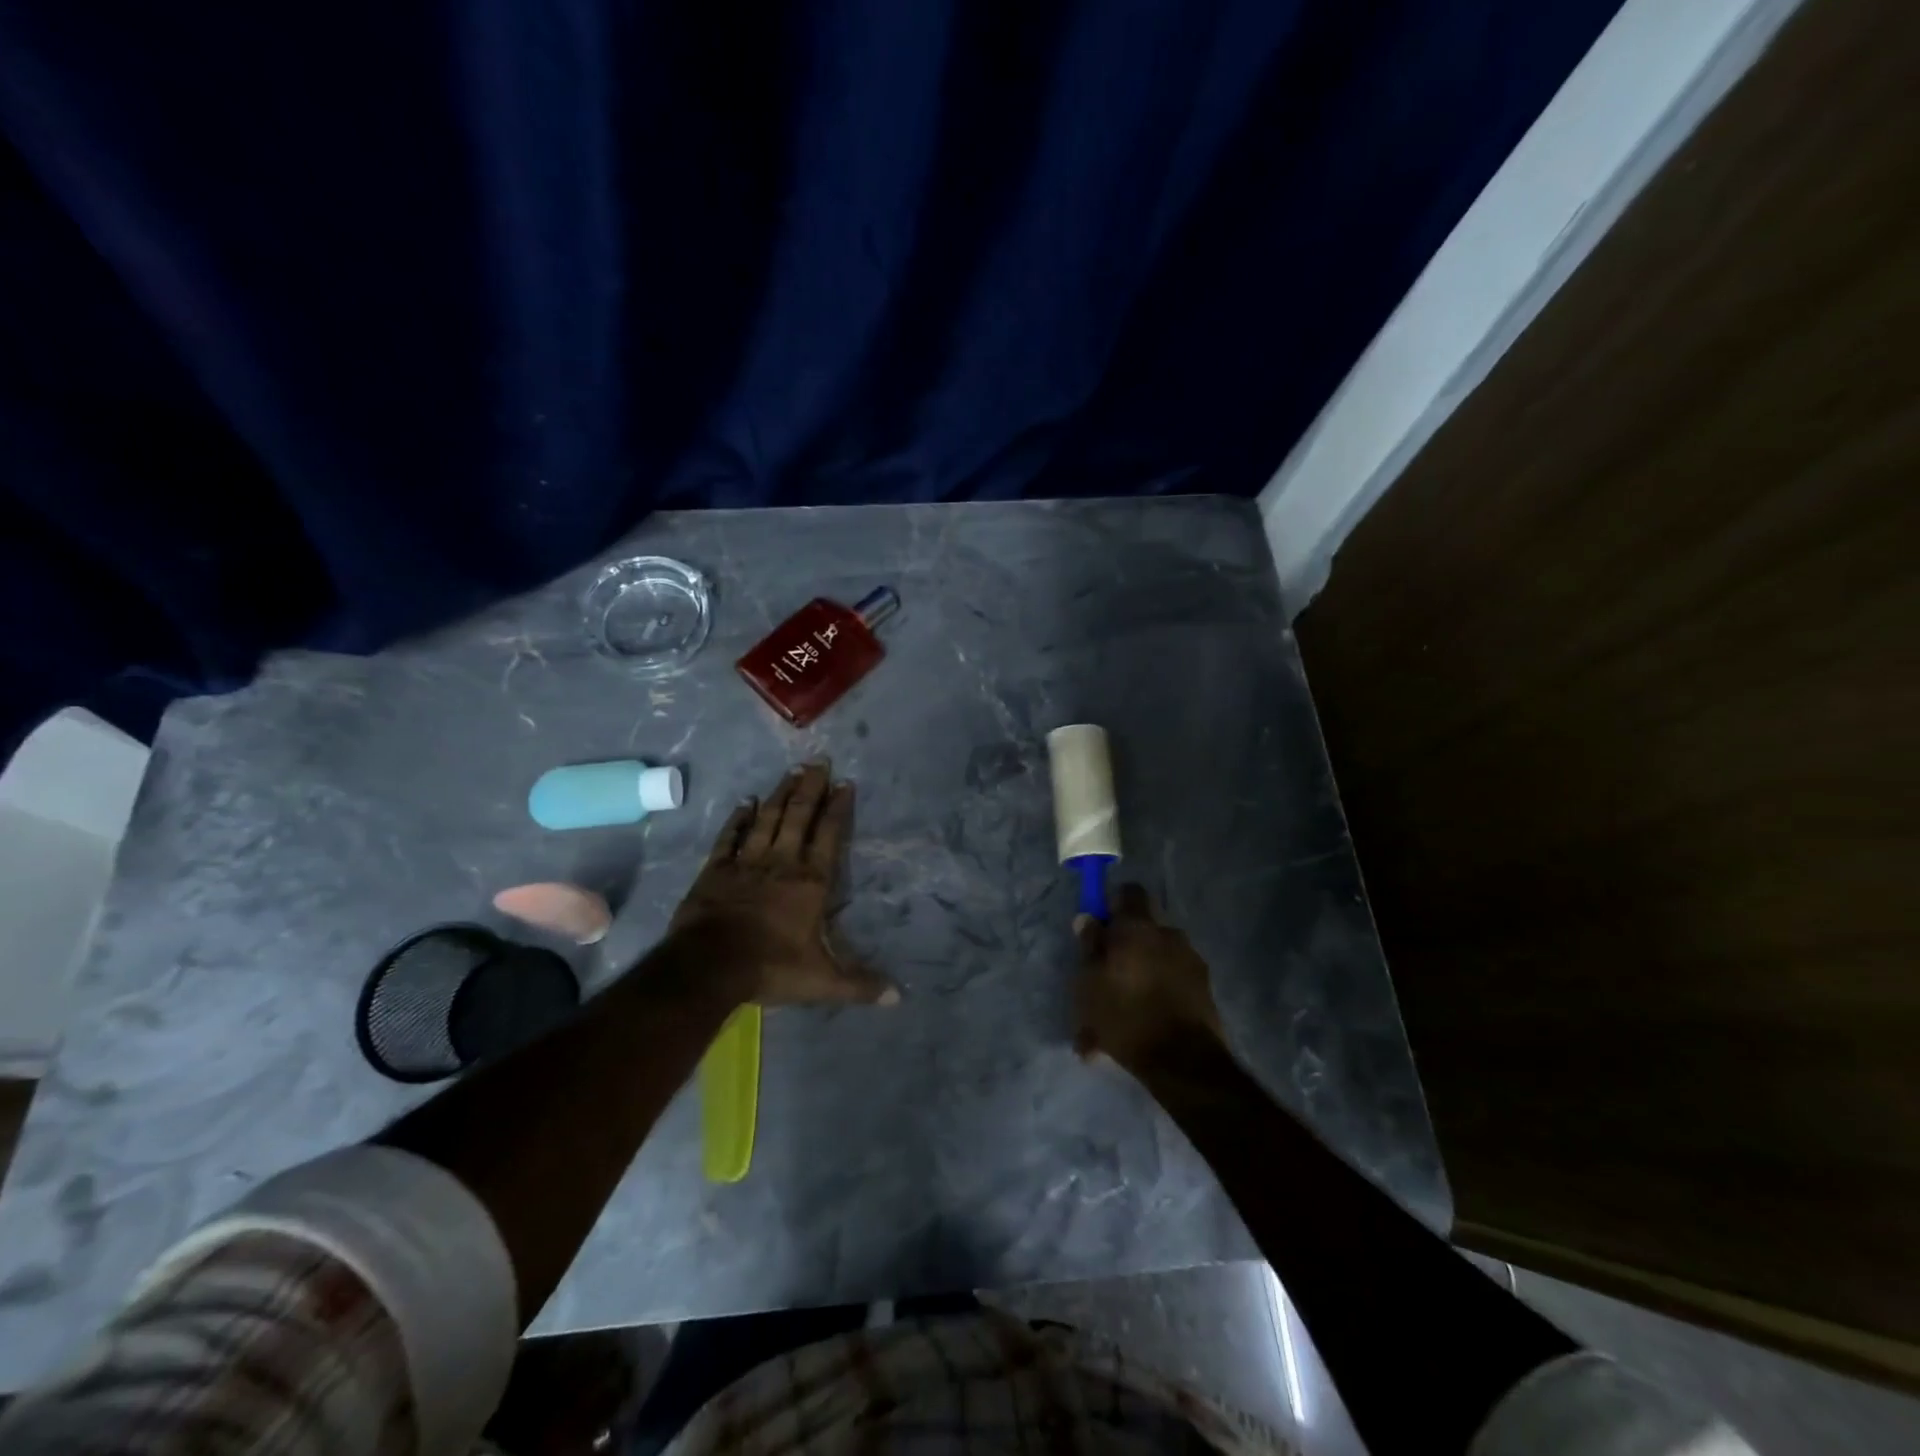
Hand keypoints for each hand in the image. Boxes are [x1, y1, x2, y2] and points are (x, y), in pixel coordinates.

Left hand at [669, 762, 898, 1007]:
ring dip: (780, 794)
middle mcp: (782, 862)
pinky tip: (746, 801)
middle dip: (811, 787)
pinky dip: (738, 818)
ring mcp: (746, 862)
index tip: (845, 783)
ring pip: (767, 819)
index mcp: (811, 882)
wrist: (709, 966)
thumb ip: (859, 984)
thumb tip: (898, 997)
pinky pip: (730, 837)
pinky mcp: (716, 870)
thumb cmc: (770, 968)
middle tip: (819, 761)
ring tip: (792, 771)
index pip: (829, 835)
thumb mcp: (822, 982)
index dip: (838, 808)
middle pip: (798, 816)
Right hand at [1074, 883, 1222, 1069]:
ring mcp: (1191, 960)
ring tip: (1123, 1009)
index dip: (1114, 904)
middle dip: (1127, 945)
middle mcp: (1169, 934)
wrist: (1183, 1061)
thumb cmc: (1125, 1015)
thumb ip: (1089, 946)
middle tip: (1107, 973)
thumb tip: (1087, 917)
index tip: (1101, 926)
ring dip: (1142, 973)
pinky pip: (1172, 981)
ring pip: (1158, 957)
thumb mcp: (1089, 982)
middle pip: (1144, 928)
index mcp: (1138, 927)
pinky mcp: (1204, 988)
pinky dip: (1158, 993)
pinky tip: (1141, 1023)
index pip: (1129, 892)